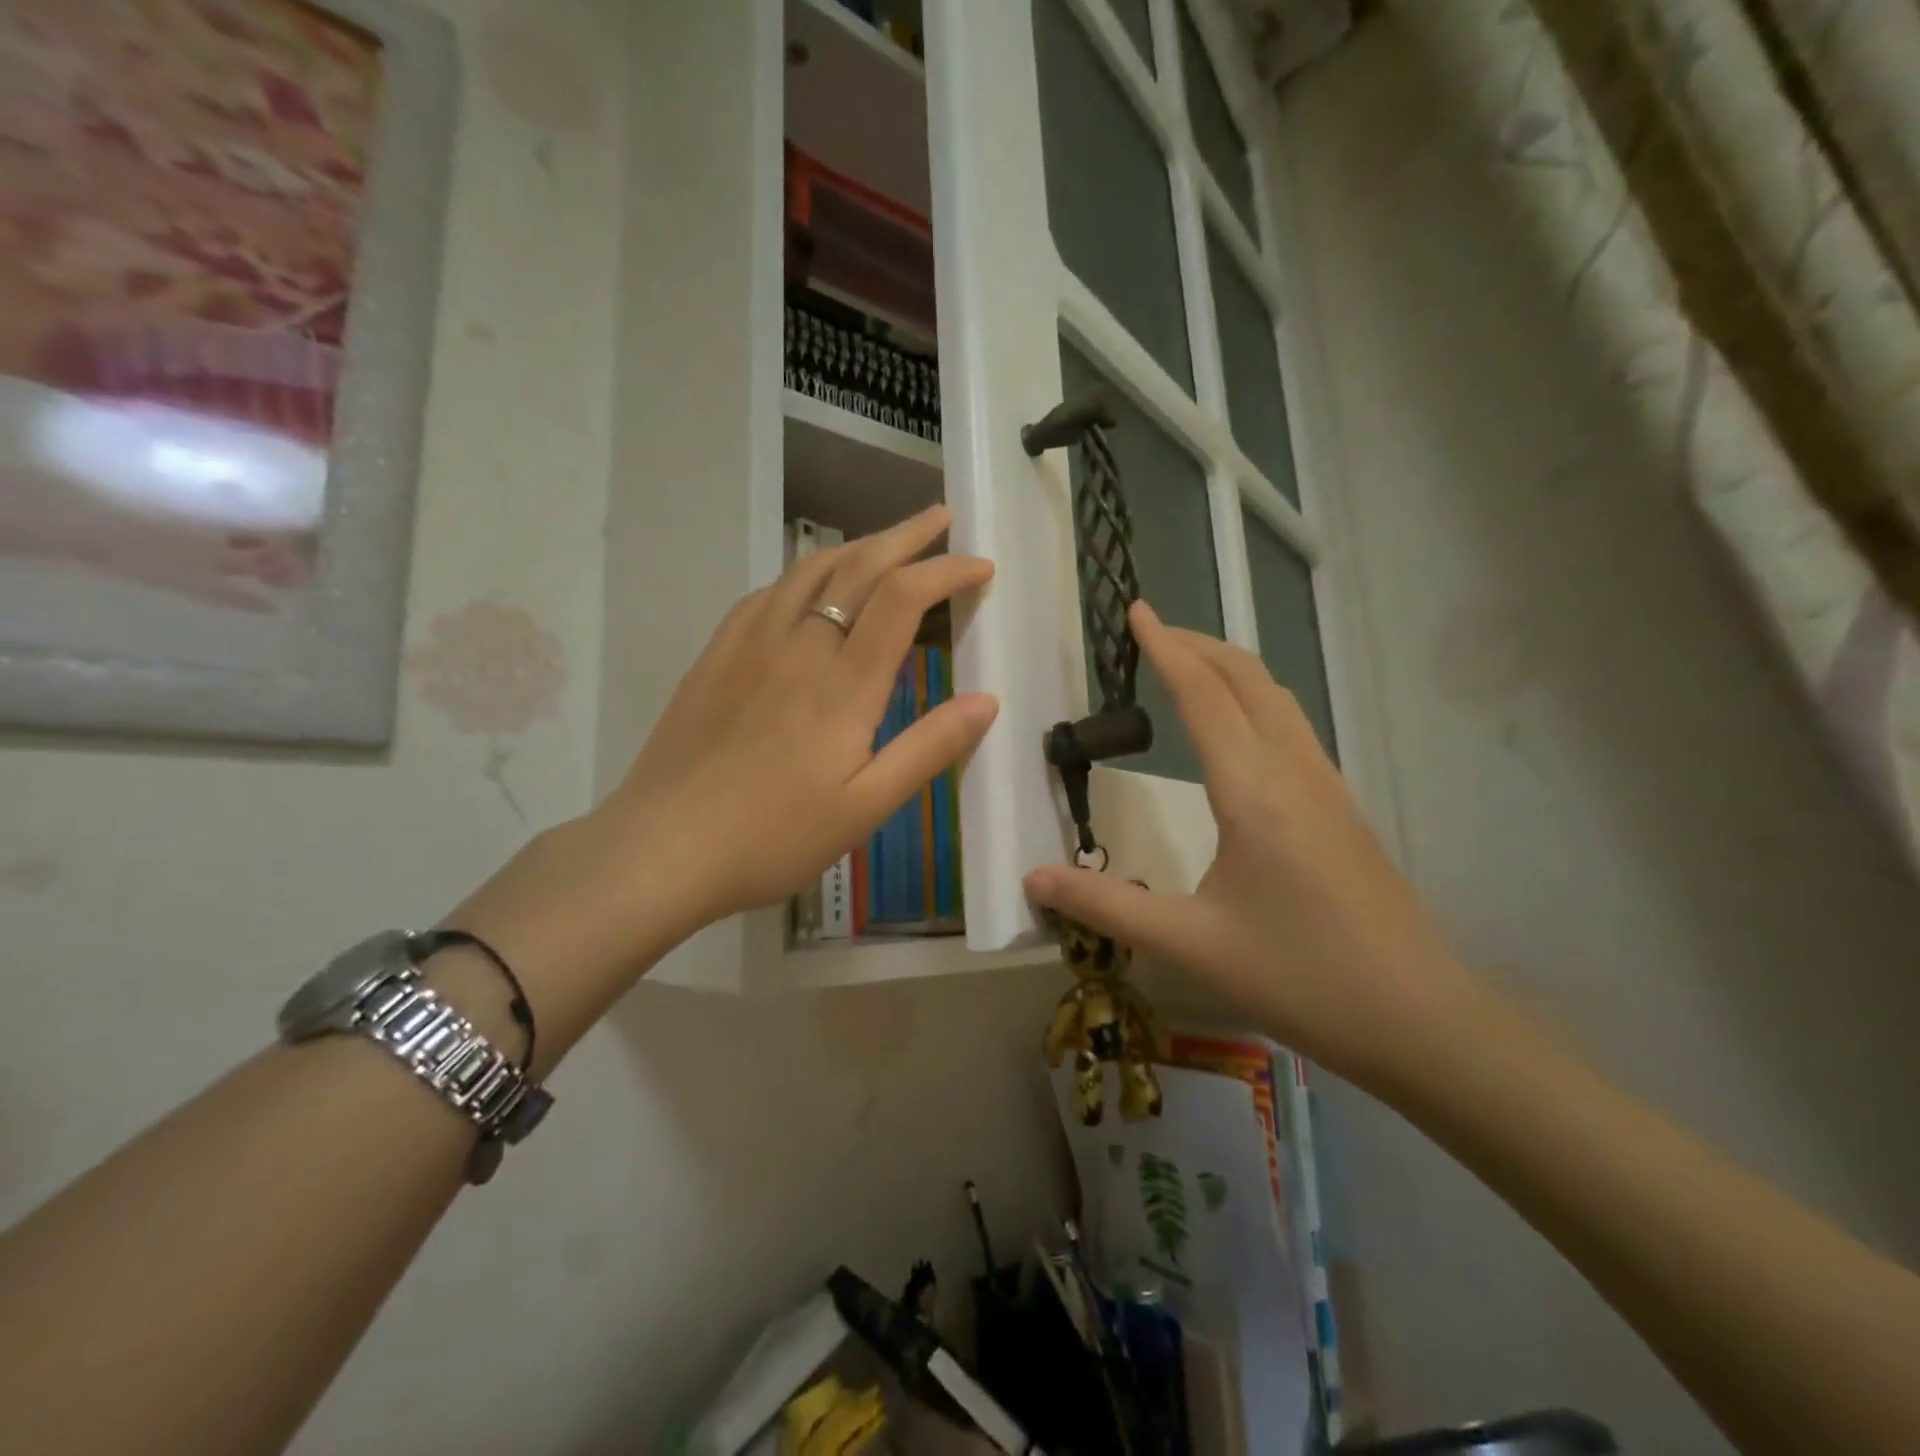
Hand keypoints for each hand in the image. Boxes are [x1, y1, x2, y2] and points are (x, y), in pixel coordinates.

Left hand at [597, 503, 997, 933]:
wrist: (663, 847)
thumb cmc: (774, 835)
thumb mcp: (866, 806)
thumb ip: (929, 749)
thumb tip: (987, 700)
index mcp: (843, 683)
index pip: (903, 597)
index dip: (947, 571)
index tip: (980, 565)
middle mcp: (799, 645)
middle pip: (858, 567)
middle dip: (907, 536)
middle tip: (941, 519)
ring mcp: (750, 644)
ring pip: (810, 571)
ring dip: (856, 546)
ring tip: (885, 541)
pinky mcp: (716, 655)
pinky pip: (767, 594)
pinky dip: (803, 573)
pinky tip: (808, 584)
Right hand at [1023, 602, 1482, 1090]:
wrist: (1418, 1019)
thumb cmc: (1300, 977)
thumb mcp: (1189, 943)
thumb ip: (1105, 904)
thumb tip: (1033, 878)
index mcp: (1252, 790)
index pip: (1202, 695)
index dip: (1165, 648)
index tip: (1136, 610)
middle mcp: (1293, 770)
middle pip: (1246, 678)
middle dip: (1197, 644)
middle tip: (1151, 632)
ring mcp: (1326, 786)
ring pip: (1276, 698)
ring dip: (1229, 669)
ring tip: (1187, 666)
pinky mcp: (1341, 807)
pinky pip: (1292, 726)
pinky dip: (1254, 700)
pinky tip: (1238, 730)